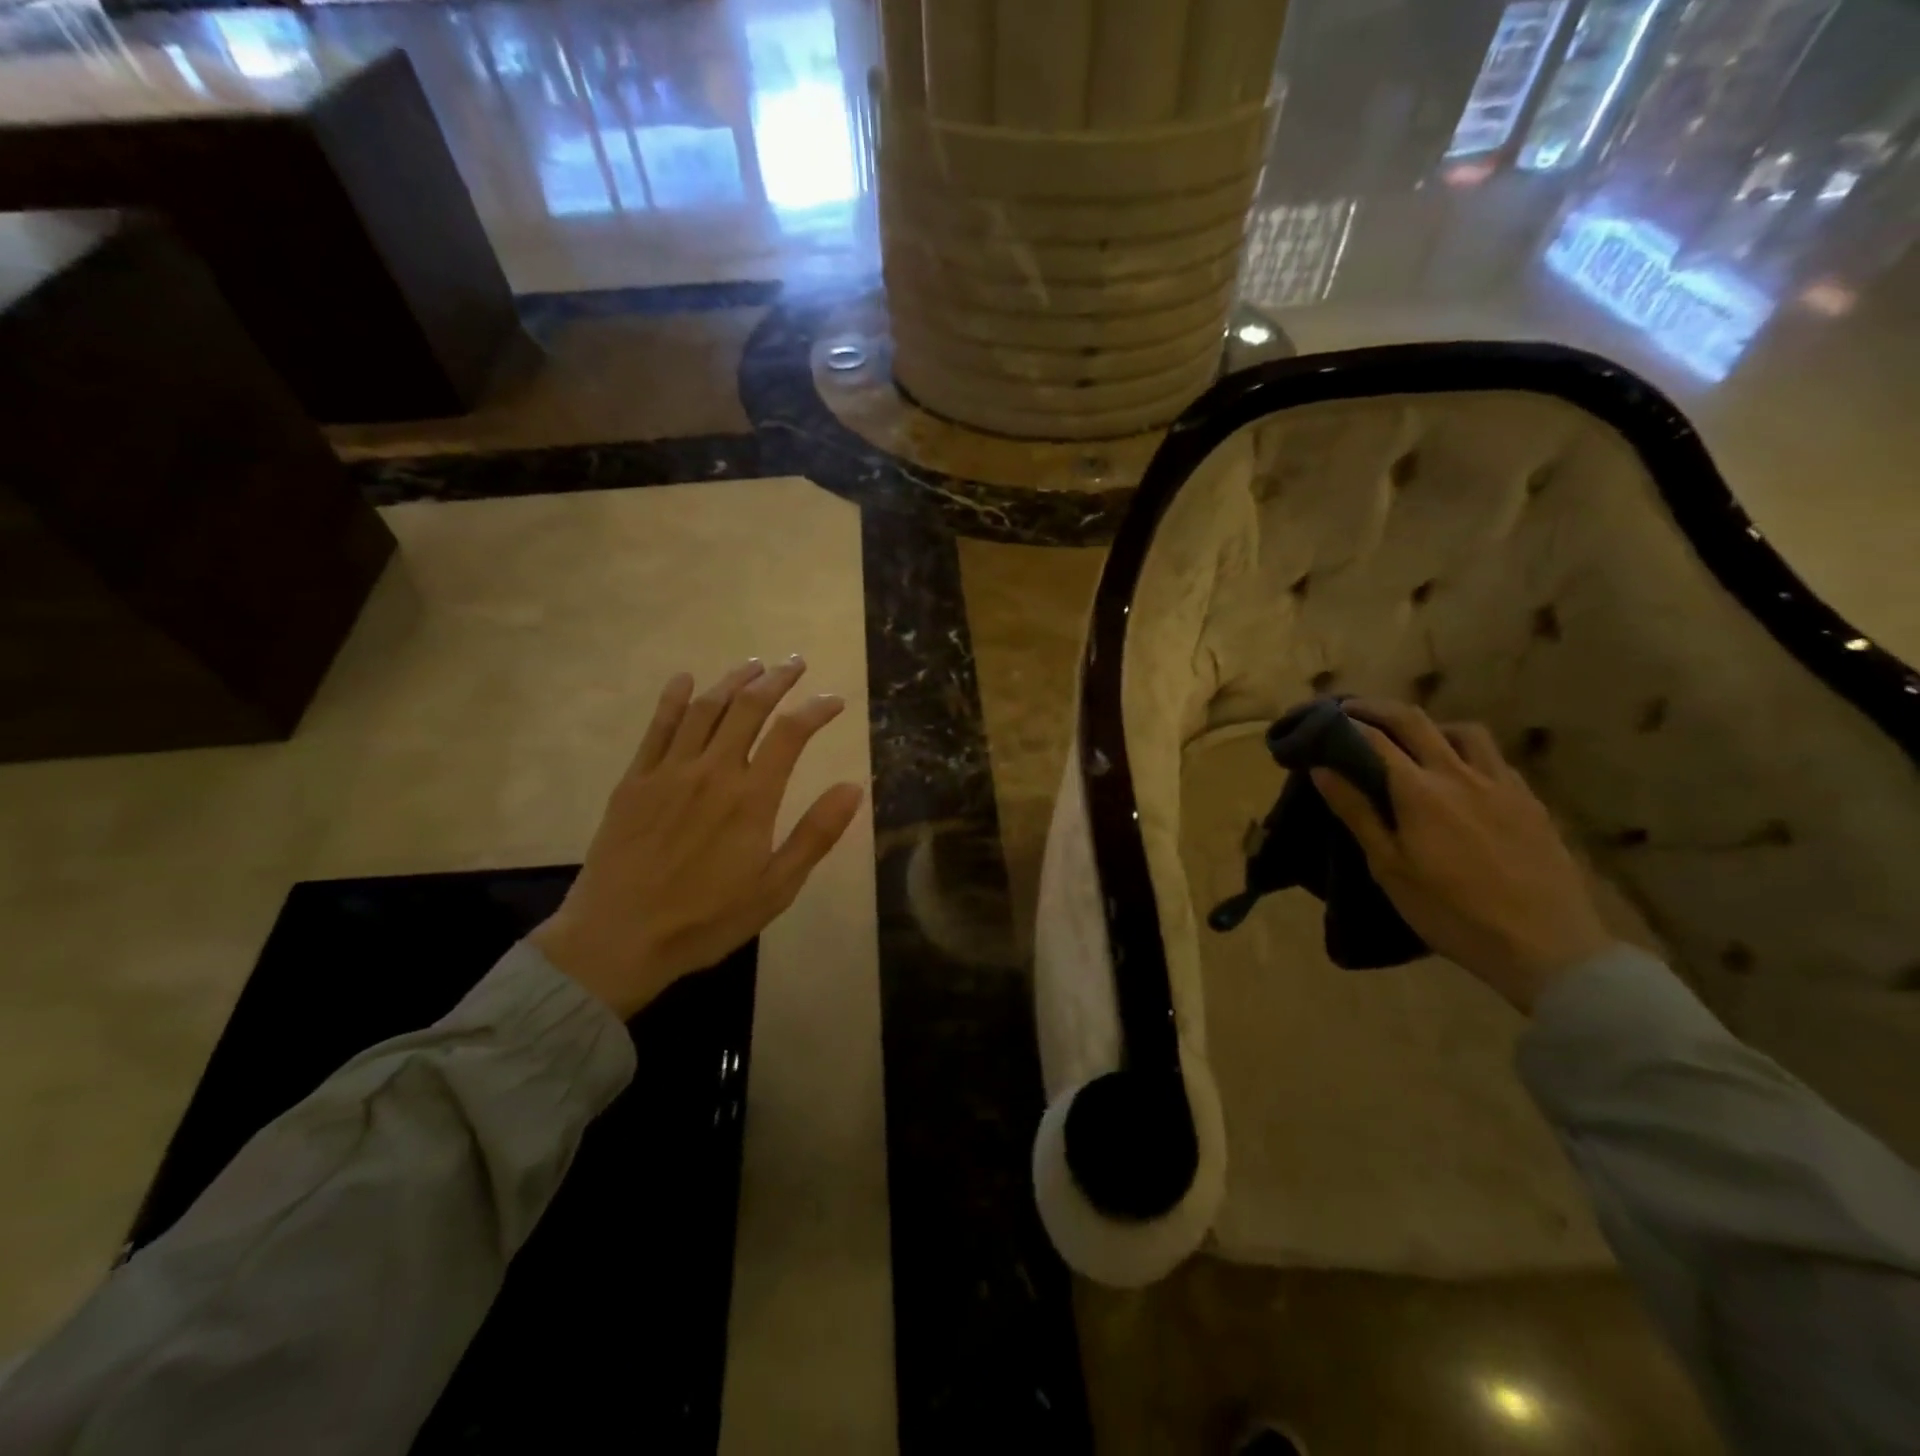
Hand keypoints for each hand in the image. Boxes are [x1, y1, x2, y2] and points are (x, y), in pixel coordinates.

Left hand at [532, 658, 864, 1018]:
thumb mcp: (776, 888)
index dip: (816, 709)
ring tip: (753, 666)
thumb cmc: (706, 919)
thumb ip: (816, 835)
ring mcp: (668, 772)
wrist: (618, 939)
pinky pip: (657, 728)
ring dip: (732, 681)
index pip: (791, 734)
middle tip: (795, 664)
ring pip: (705, 709)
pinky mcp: (634, 781)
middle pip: (748, 708)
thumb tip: (854, 787)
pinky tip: (685, 680)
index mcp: (751, 798)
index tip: (834, 700)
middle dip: (777, 680)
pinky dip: (673, 699)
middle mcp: (713, 772)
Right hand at [1310, 699, 1612, 1012]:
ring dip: (1431, 725)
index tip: (1323, 720)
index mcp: (1420, 791)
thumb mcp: (1390, 868)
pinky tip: (1461, 775)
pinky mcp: (1531, 801)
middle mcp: (1461, 774)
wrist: (1546, 947)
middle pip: (1416, 721)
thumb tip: (1322, 768)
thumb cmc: (1452, 912)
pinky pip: (1495, 758)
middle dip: (1379, 708)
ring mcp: (1502, 784)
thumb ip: (1357, 813)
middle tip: (1353, 711)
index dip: (1345, 723)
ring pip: (1464, 731)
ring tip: (1413, 741)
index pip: (1374, 739)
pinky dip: (1467, 751)